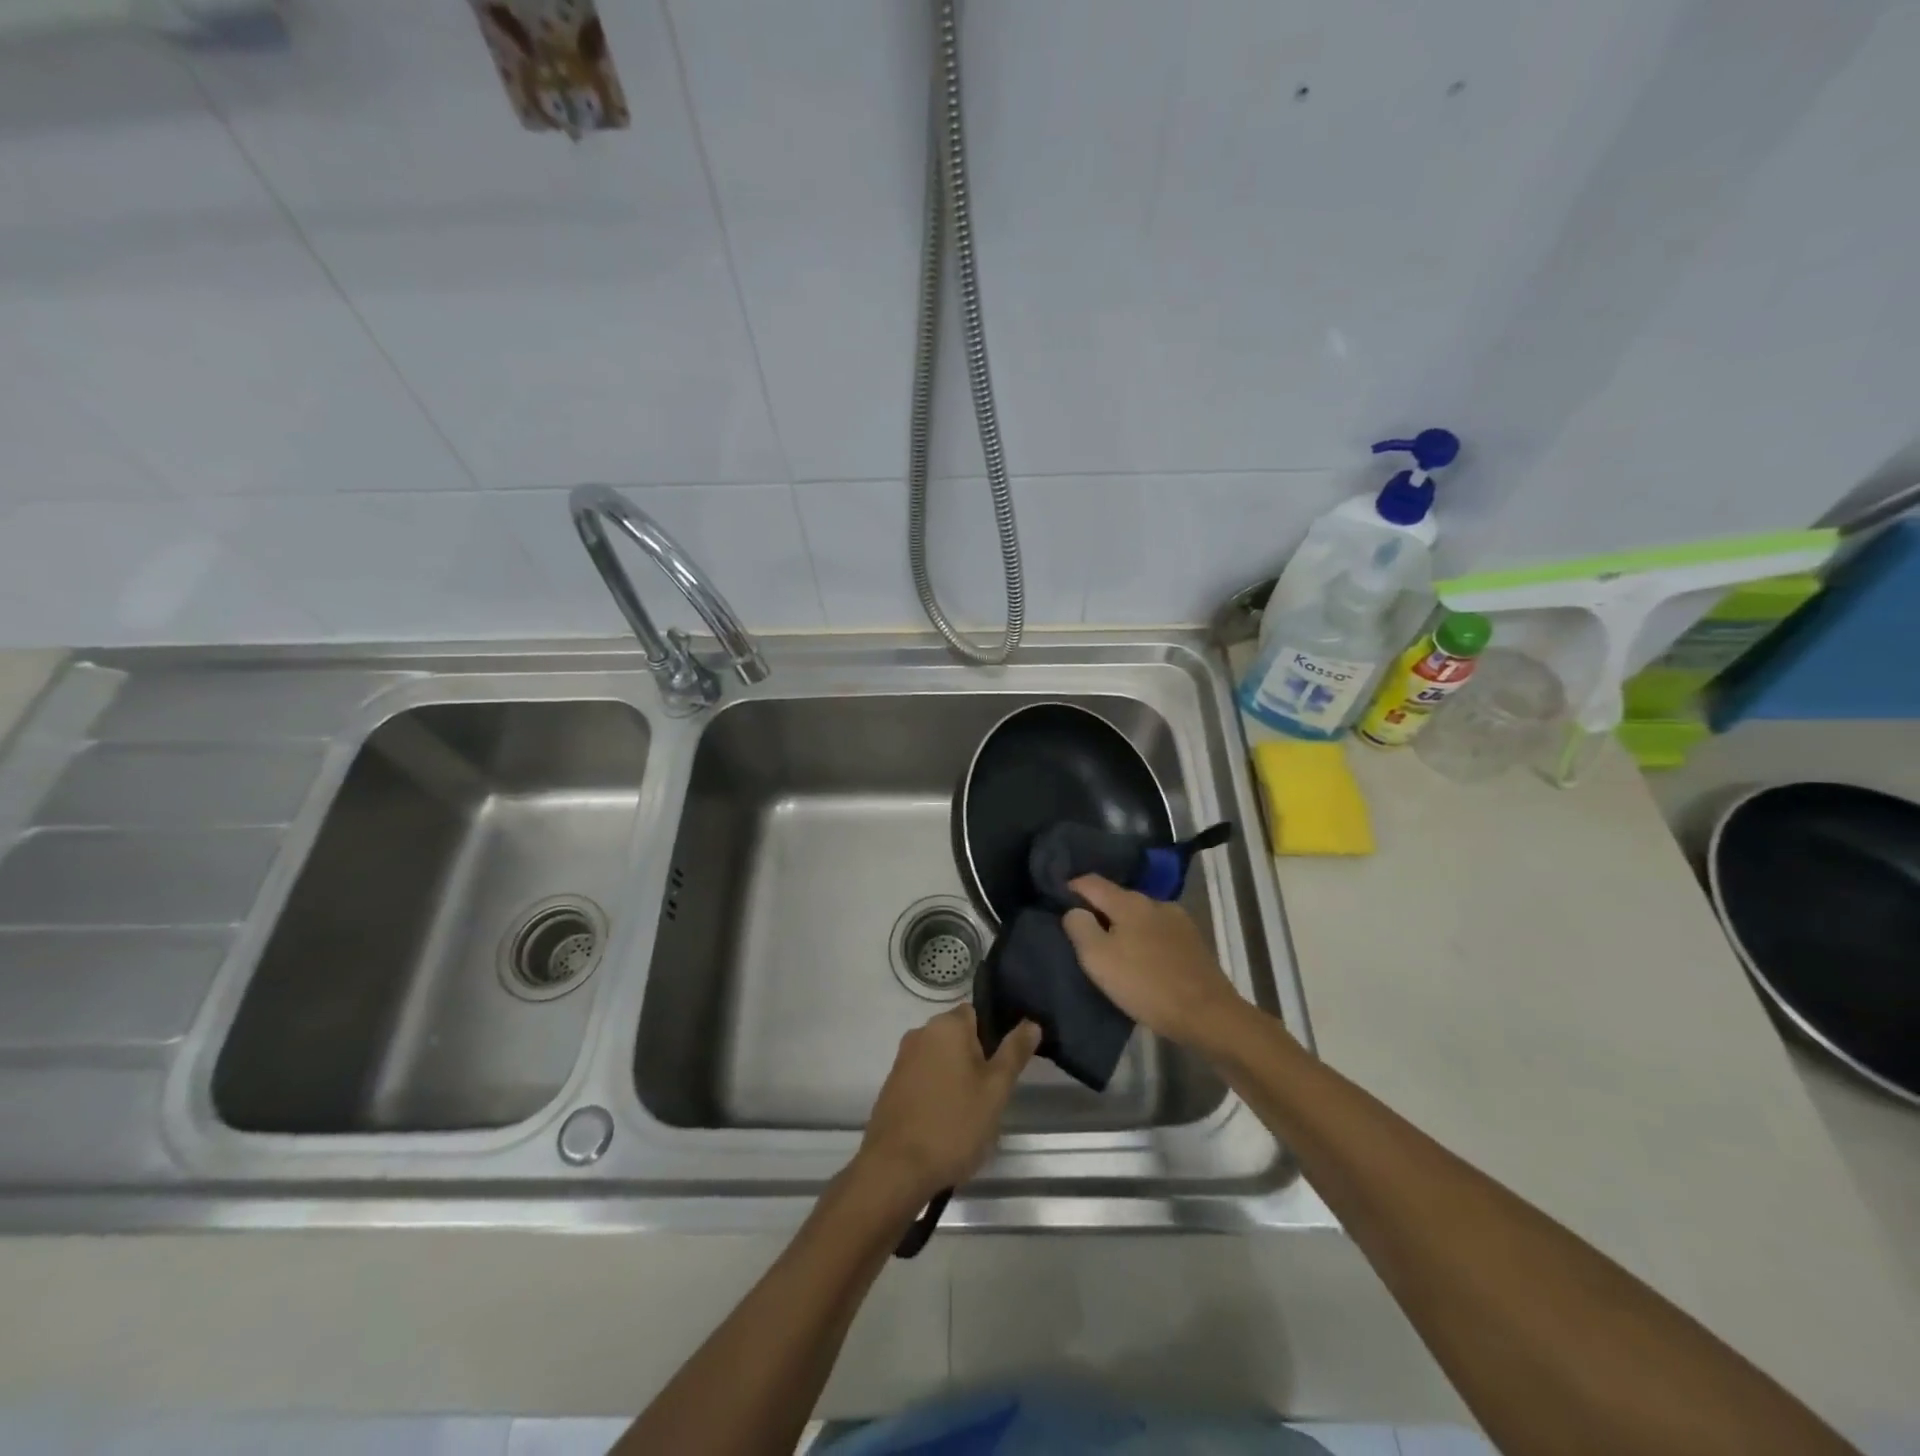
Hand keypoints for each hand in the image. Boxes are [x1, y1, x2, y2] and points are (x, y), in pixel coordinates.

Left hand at [857, 1006, 1040, 1203]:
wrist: (896, 1168)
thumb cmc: (954, 1123)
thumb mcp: (996, 1089)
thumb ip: (1014, 1052)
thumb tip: (1031, 1023)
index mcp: (946, 1026)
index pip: (976, 1014)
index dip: (992, 1038)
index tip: (1001, 1069)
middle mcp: (920, 1033)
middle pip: (957, 1038)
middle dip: (975, 1062)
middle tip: (989, 1097)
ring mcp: (902, 1060)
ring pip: (940, 1060)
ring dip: (955, 1080)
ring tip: (968, 1116)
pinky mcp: (891, 1086)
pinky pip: (923, 1080)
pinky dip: (935, 1094)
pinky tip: (943, 1125)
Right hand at [1063, 875, 1246, 1049]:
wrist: (1208, 1015)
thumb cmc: (1146, 985)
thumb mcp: (1098, 959)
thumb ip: (1079, 928)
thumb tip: (1074, 910)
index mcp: (1129, 902)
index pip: (1091, 881)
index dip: (1070, 888)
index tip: (1057, 903)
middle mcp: (1154, 901)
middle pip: (1117, 897)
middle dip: (1098, 910)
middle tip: (1082, 933)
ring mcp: (1178, 920)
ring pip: (1139, 915)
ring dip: (1123, 926)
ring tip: (1113, 949)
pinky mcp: (1193, 941)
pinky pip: (1158, 931)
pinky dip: (1144, 939)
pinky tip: (1143, 960)